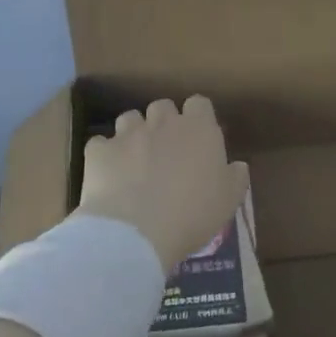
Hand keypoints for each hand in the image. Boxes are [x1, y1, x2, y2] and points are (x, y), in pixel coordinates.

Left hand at [78, 97, 249, 274]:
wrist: (137, 232)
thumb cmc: (193, 215)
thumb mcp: (228, 201)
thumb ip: (235, 177)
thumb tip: (237, 165)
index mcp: (199, 129)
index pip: (199, 104)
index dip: (197, 118)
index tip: (198, 139)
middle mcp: (163, 123)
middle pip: (162, 106)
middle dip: (163, 123)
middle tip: (166, 151)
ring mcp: (127, 134)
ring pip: (130, 118)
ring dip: (133, 133)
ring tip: (134, 160)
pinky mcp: (98, 150)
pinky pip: (100, 143)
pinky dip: (105, 155)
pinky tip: (108, 174)